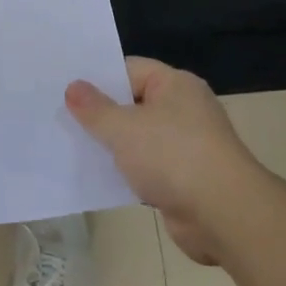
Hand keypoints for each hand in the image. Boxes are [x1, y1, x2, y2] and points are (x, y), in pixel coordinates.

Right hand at [66, 58, 259, 265]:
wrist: (224, 216)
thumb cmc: (173, 157)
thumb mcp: (123, 128)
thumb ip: (94, 108)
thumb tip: (73, 87)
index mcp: (175, 85)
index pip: (128, 69)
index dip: (97, 78)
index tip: (65, 88)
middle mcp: (184, 109)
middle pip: (133, 103)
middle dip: (101, 113)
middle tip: (61, 117)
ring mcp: (187, 145)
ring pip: (139, 138)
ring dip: (113, 146)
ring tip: (72, 146)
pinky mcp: (185, 179)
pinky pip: (148, 167)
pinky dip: (128, 171)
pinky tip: (100, 177)